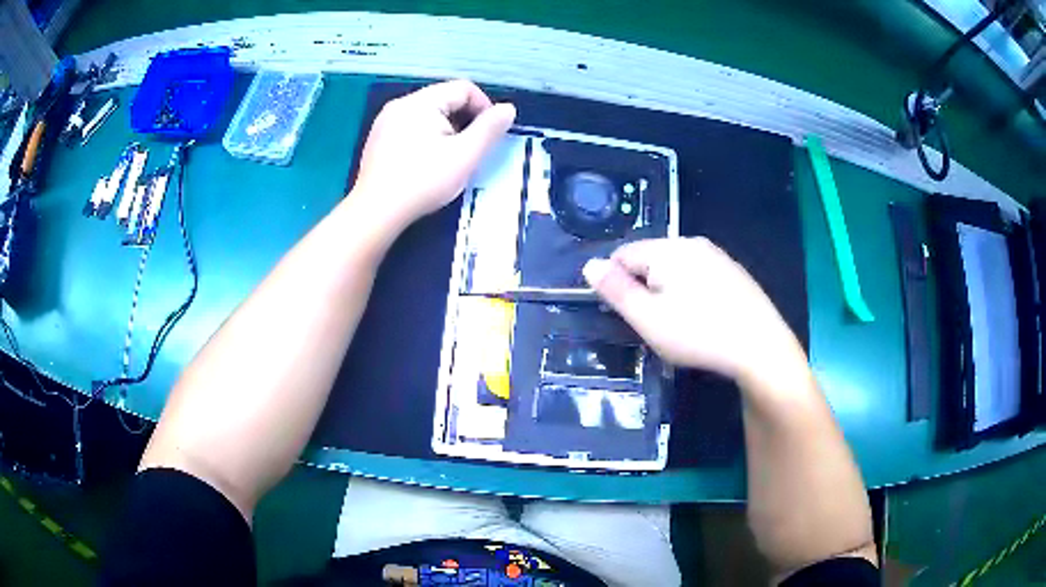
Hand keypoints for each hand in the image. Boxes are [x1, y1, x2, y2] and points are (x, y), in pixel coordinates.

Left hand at [350, 80, 515, 231]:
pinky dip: (426, 138)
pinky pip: (411, 127)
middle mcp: (400, 104)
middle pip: (445, 99)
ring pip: (428, 114)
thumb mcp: (465, 155)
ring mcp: (385, 121)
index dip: (484, 107)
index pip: (463, 88)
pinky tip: (426, 163)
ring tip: (450, 158)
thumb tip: (508, 109)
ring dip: (446, 130)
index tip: (489, 135)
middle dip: (464, 120)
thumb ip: (490, 129)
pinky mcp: (378, 139)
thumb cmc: (423, 181)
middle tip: (470, 150)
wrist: (376, 212)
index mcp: (421, 102)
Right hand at [582, 238, 804, 382]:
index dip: (617, 284)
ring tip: (680, 325)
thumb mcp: (648, 318)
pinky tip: (704, 319)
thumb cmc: (699, 333)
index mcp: (668, 248)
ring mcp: (718, 256)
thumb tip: (589, 264)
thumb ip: (616, 290)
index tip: (629, 315)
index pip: (623, 255)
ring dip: (668, 291)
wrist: (761, 347)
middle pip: (651, 259)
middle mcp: (693, 243)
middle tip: (655, 324)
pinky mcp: (735, 273)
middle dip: (644, 287)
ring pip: (676, 269)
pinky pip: (699, 277)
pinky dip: (692, 293)